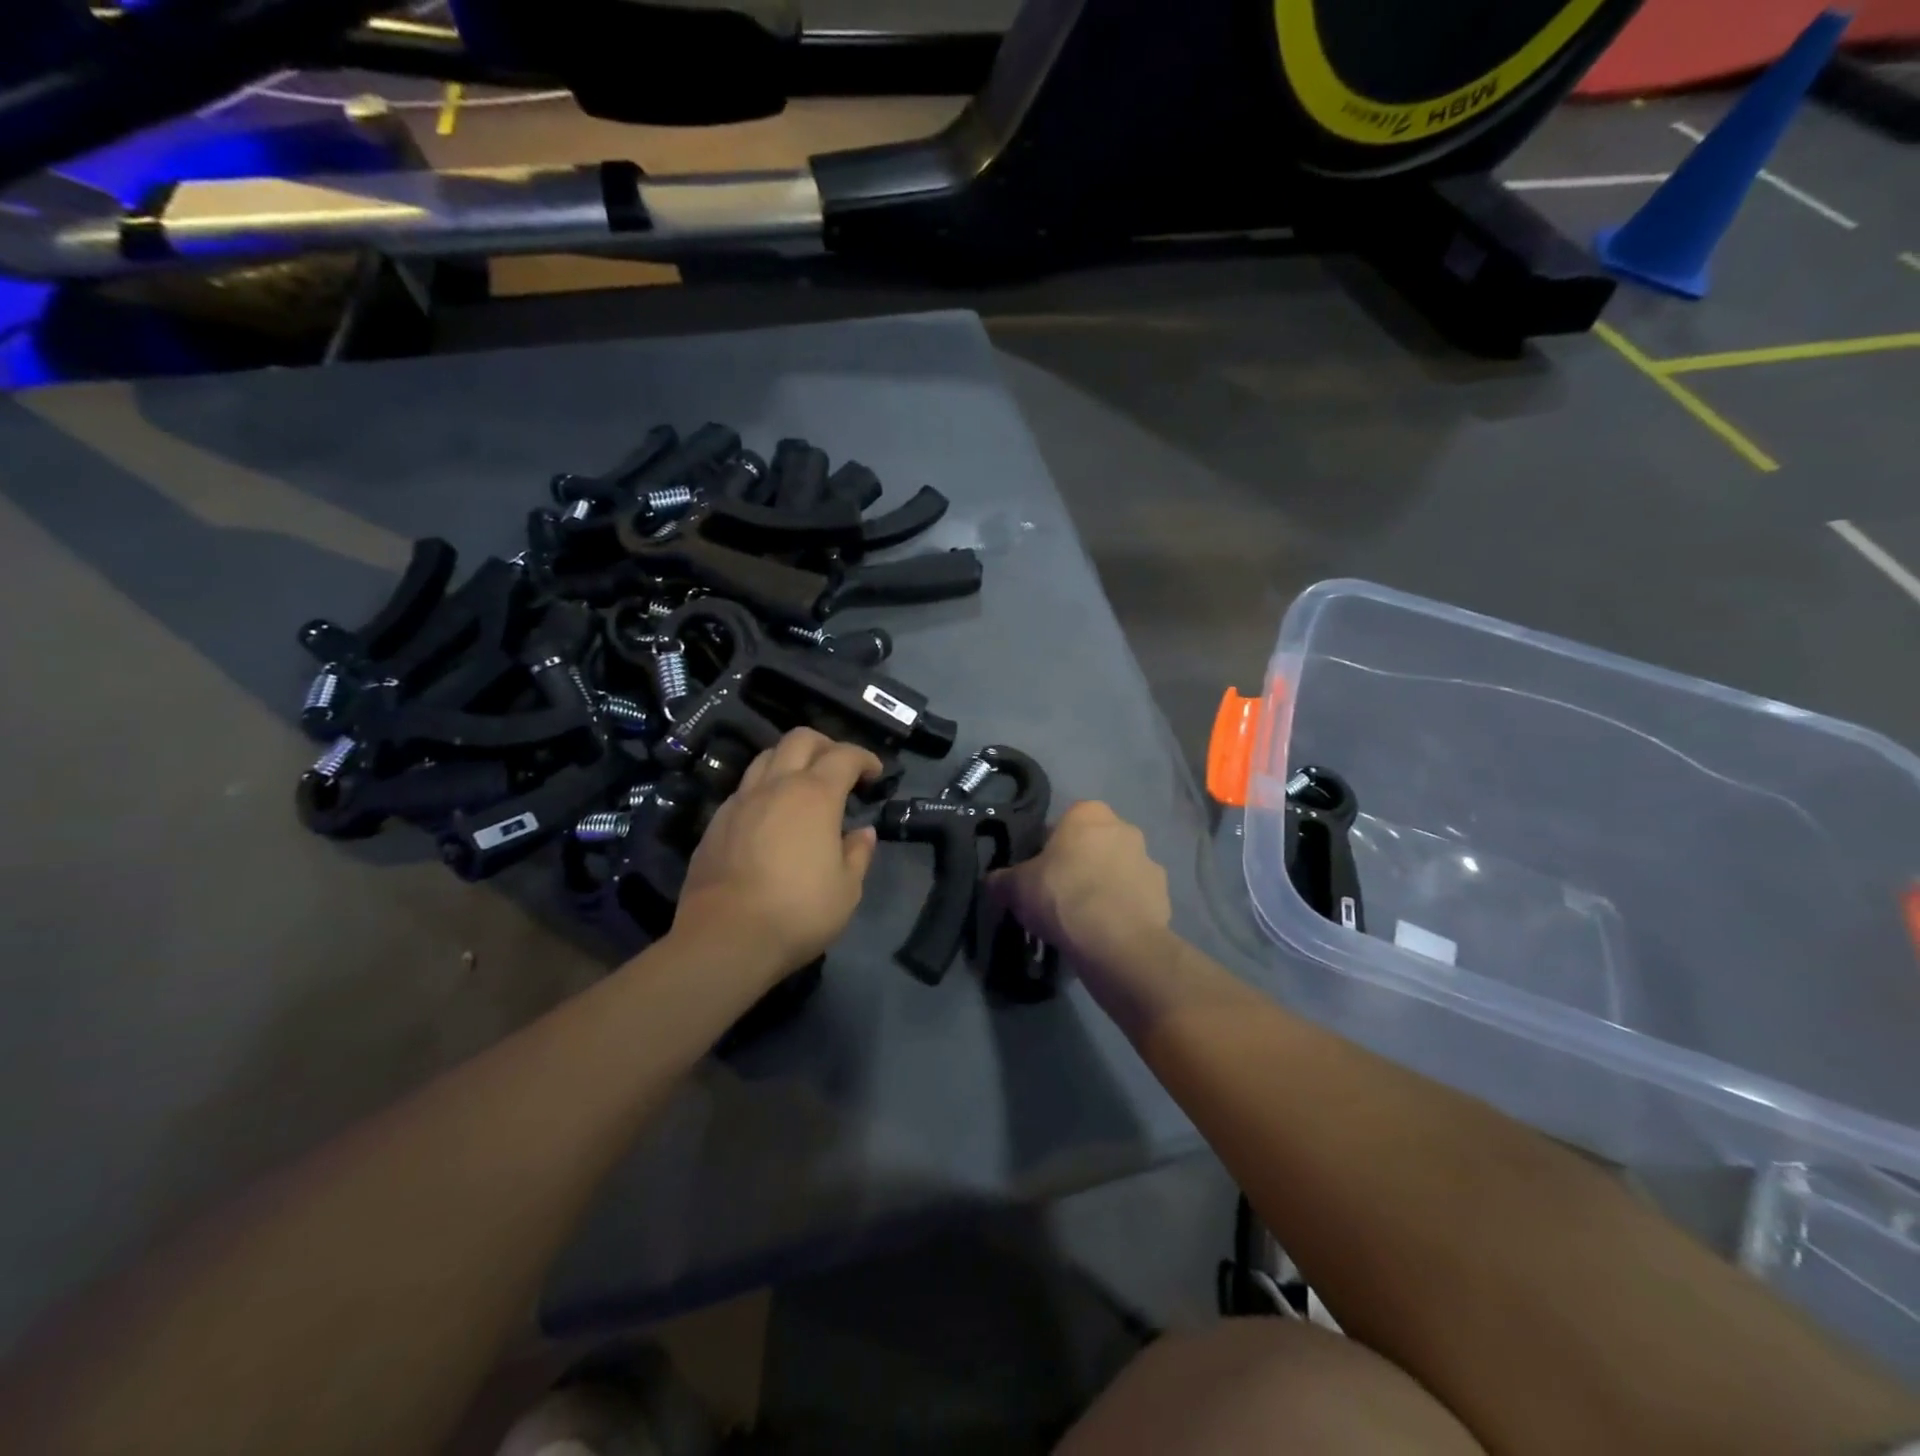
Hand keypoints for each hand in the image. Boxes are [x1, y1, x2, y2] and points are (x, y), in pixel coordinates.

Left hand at [673, 728, 883, 982]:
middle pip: (800, 739)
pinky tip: (771, 816)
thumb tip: (862, 832)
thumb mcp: (847, 890)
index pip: (844, 756)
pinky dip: (765, 788)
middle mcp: (776, 786)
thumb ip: (858, 854)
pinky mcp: (716, 822)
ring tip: (803, 785)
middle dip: (825, 745)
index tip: (875, 773)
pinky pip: (745, 788)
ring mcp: (741, 801)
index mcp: (815, 796)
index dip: (864, 758)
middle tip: (840, 768)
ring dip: (790, 760)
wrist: (724, 938)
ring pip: (766, 757)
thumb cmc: (798, 912)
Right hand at [989, 801, 1170, 965]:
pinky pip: (1134, 899)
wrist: (1115, 940)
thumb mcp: (1016, 887)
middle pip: (1092, 846)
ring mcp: (1148, 860)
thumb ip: (1002, 879)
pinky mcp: (1163, 894)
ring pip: (1117, 871)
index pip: (1062, 825)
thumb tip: (993, 881)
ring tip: (1083, 922)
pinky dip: (1122, 911)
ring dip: (1103, 888)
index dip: (1047, 851)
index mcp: (1087, 813)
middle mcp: (1123, 828)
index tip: (1038, 876)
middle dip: (1079, 866)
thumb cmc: (1062, 896)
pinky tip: (1105, 933)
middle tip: (1058, 897)